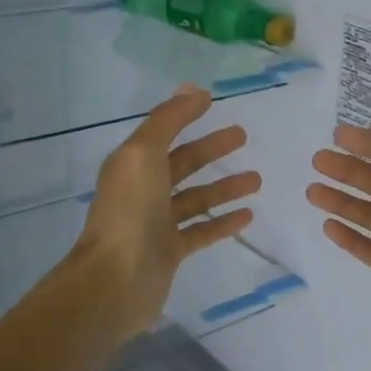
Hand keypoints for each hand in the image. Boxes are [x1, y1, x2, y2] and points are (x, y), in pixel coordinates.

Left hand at [69, 84, 259, 340]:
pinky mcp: (170, 252)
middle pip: (182, 163)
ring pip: (196, 198)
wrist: (114, 281)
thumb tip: (192, 89)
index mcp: (132, 164)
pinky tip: (248, 216)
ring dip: (224, 186)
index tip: (213, 101)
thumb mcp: (143, 154)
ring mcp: (156, 223)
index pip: (163, 132)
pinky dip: (223, 222)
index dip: (186, 115)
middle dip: (212, 149)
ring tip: (257, 179)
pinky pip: (201, 231)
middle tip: (243, 136)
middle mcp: (143, 190)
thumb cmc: (129, 211)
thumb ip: (167, 121)